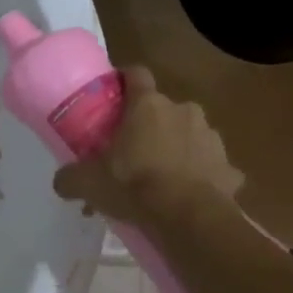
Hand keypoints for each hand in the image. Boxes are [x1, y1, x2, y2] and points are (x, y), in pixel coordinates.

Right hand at [51, 66, 244, 228]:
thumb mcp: (88, 182)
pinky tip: (189, 195)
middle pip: (164, 108)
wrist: (188, 218)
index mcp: (148, 106)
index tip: (114, 92)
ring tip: (162, 177)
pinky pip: (213, 167)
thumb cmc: (134, 185)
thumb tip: (61, 182)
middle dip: (151, 124)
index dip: (124, 79)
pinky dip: (202, 176)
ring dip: (178, 148)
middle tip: (133, 149)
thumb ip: (70, 177)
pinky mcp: (231, 169)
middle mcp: (183, 112)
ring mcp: (212, 138)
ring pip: (191, 135)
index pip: (136, 74)